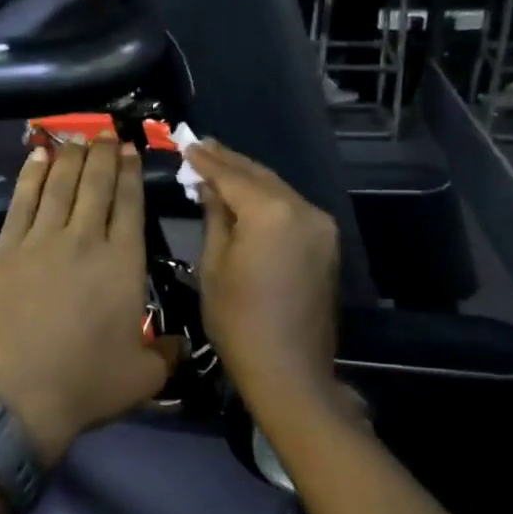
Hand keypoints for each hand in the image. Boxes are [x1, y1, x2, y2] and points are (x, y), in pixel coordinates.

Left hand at [0, 138, 179, 466]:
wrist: (16, 395)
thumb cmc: (85, 384)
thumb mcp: (143, 376)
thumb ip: (167, 354)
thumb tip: (181, 344)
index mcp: (122, 263)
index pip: (129, 205)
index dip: (130, 173)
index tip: (130, 150)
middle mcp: (84, 240)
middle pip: (95, 185)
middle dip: (103, 155)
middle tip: (106, 134)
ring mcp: (41, 241)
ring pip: (59, 186)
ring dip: (71, 157)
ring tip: (78, 139)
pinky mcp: (6, 250)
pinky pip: (21, 202)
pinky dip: (31, 176)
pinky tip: (38, 158)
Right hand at [185, 140, 340, 409]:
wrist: (289, 369)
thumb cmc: (238, 321)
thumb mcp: (214, 265)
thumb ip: (215, 216)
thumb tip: (209, 186)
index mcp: (272, 213)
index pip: (233, 176)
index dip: (207, 160)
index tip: (186, 144)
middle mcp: (303, 209)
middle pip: (260, 176)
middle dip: (229, 162)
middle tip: (201, 146)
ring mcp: (321, 226)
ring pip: (278, 190)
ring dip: (249, 178)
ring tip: (219, 165)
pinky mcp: (326, 243)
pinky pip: (291, 209)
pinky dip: (267, 199)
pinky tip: (247, 196)